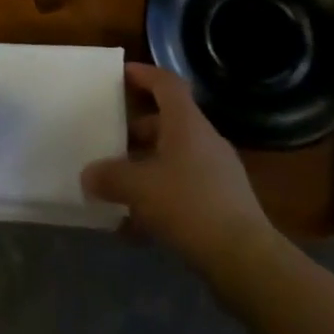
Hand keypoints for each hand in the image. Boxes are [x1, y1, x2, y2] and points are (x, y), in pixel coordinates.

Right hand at [82, 64, 272, 269]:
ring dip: (144, 168)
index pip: (166, 83)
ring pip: (172, 159)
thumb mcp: (138, 188)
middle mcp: (204, 141)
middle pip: (166, 123)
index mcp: (187, 124)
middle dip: (135, 131)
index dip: (144, 74)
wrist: (245, 259)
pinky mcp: (221, 205)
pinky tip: (134, 227)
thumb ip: (109, 177)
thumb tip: (88, 175)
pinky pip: (181, 190)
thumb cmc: (189, 205)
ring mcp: (216, 173)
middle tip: (107, 140)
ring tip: (114, 187)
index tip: (121, 73)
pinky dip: (157, 199)